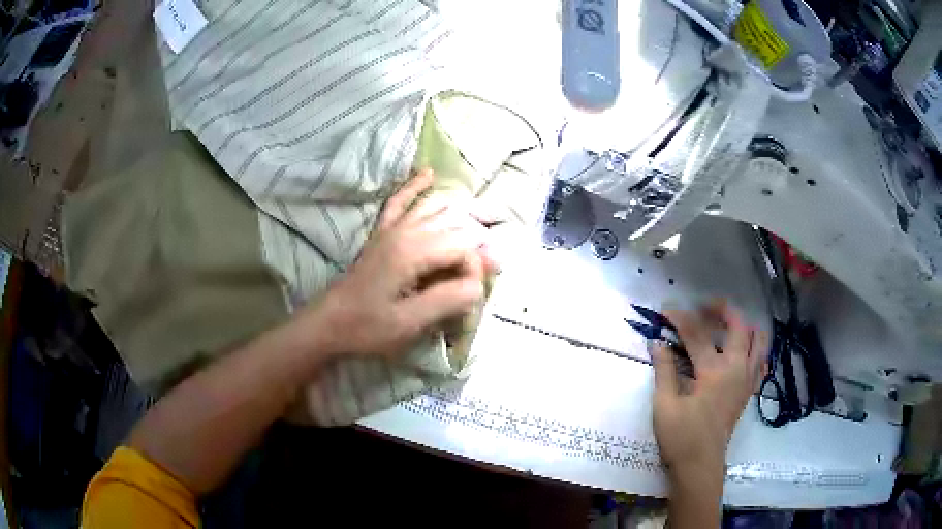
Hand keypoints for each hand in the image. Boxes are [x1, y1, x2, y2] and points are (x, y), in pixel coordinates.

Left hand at [310, 169, 493, 357]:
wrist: (328, 323)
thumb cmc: (367, 328)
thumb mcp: (410, 323)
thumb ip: (448, 300)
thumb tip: (478, 284)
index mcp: (412, 252)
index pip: (463, 246)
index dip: (475, 268)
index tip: (472, 296)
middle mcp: (404, 231)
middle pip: (455, 222)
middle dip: (478, 241)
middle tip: (493, 265)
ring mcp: (391, 229)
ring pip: (434, 206)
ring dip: (461, 211)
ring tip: (485, 219)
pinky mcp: (381, 233)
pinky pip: (399, 201)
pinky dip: (414, 186)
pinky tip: (428, 174)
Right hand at [651, 301, 768, 479]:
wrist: (700, 465)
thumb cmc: (681, 438)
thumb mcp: (664, 405)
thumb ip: (664, 370)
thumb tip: (657, 343)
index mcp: (713, 372)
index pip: (696, 334)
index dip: (679, 318)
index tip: (665, 309)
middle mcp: (736, 368)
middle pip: (738, 325)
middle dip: (721, 310)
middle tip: (702, 308)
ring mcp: (747, 379)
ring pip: (758, 339)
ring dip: (743, 326)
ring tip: (724, 326)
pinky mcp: (749, 390)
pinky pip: (761, 361)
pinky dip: (754, 349)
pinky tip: (740, 352)